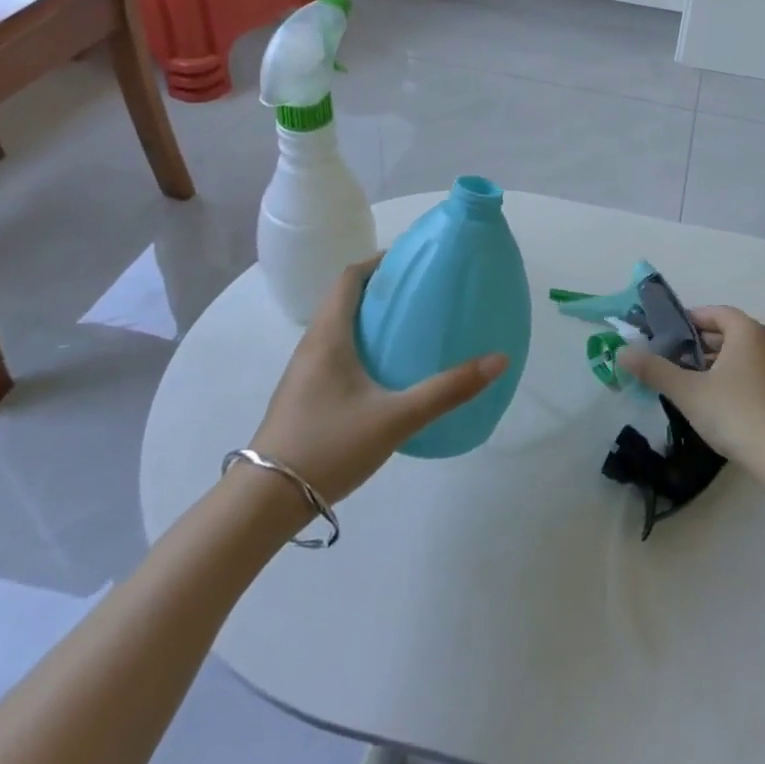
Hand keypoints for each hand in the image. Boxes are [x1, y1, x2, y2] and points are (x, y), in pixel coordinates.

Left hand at [249, 258, 506, 502]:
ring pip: (339, 329)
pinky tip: (387, 373)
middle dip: (382, 290)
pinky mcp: (305, 397)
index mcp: (329, 336)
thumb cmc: (329, 446)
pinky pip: (336, 354)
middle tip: (422, 293)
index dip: (379, 262)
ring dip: (371, 319)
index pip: (350, 278)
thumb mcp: (396, 418)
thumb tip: (498, 359)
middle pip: (345, 300)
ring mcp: (304, 373)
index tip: (413, 260)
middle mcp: (312, 345)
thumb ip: (447, 390)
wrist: (265, 502)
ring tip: (410, 327)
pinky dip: (362, 346)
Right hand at [617, 306, 764, 478]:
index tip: (665, 336)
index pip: (714, 313)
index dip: (688, 320)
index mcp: (746, 331)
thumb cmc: (735, 413)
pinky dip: (729, 379)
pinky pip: (749, 373)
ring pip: (738, 355)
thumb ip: (654, 370)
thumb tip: (622, 352)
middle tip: (671, 360)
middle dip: (697, 344)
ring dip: (712, 363)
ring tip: (687, 382)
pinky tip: (713, 402)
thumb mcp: (688, 391)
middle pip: (726, 333)